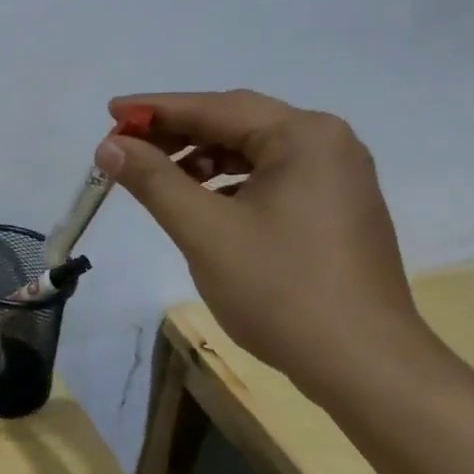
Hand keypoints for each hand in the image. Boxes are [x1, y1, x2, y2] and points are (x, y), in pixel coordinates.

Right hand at [96, 90, 427, 389]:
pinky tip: (203, 204)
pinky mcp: (337, 209)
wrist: (364, 366)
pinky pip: (273, 177)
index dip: (156, 109)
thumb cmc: (281, 290)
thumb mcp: (204, 231)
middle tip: (126, 146)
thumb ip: (153, 180)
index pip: (216, 108)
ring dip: (203, 159)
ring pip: (254, 151)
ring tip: (159, 177)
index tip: (111, 111)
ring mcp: (338, 177)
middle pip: (237, 123)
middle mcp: (328, 143)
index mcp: (303, 136)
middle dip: (178, 133)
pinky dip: (231, 183)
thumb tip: (109, 145)